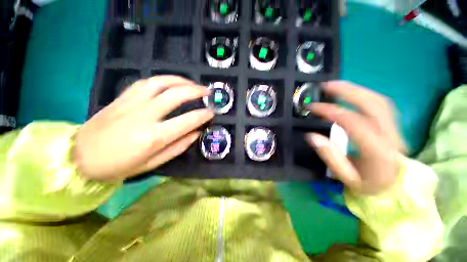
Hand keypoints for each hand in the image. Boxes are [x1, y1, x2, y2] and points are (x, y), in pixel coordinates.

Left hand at [73, 76, 213, 180]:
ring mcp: (131, 104)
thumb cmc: (119, 166)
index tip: (212, 112)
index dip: (203, 115)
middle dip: (196, 91)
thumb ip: (178, 146)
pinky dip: (162, 80)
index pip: (187, 121)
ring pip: (160, 82)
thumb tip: (196, 133)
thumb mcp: (153, 163)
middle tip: (207, 91)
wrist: (80, 158)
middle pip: (176, 95)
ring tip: (192, 83)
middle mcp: (144, 116)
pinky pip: (145, 82)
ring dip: (180, 80)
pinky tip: (171, 82)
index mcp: (154, 137)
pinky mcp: (121, 98)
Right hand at [306, 81, 405, 194]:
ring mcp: (395, 128)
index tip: (312, 107)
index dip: (330, 111)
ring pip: (379, 100)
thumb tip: (311, 136)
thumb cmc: (369, 185)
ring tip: (335, 85)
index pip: (352, 122)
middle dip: (347, 90)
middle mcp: (390, 135)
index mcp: (377, 150)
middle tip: (325, 85)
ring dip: (356, 89)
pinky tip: (351, 94)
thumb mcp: (345, 177)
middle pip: (372, 103)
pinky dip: (364, 95)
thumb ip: (329, 155)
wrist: (396, 189)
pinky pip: (381, 104)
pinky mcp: (394, 126)